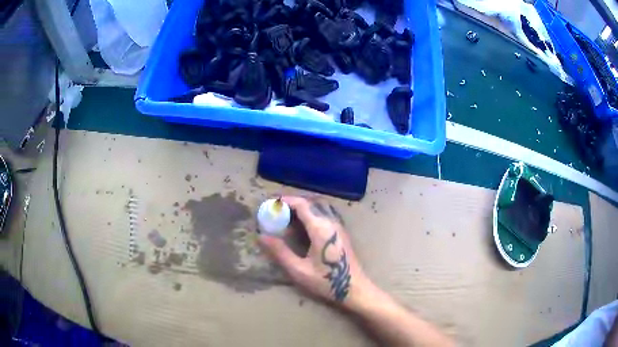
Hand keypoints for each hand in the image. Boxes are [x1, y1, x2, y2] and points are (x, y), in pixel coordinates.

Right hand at [258, 196, 370, 307]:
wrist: (355, 288)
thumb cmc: (327, 281)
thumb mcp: (299, 270)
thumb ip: (280, 252)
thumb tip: (261, 236)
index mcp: (320, 228)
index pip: (301, 204)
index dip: (285, 201)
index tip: (271, 204)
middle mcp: (331, 222)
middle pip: (310, 202)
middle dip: (293, 203)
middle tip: (277, 211)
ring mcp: (338, 226)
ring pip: (319, 207)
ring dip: (303, 207)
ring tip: (288, 217)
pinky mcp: (342, 232)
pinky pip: (325, 214)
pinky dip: (311, 213)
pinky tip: (303, 227)